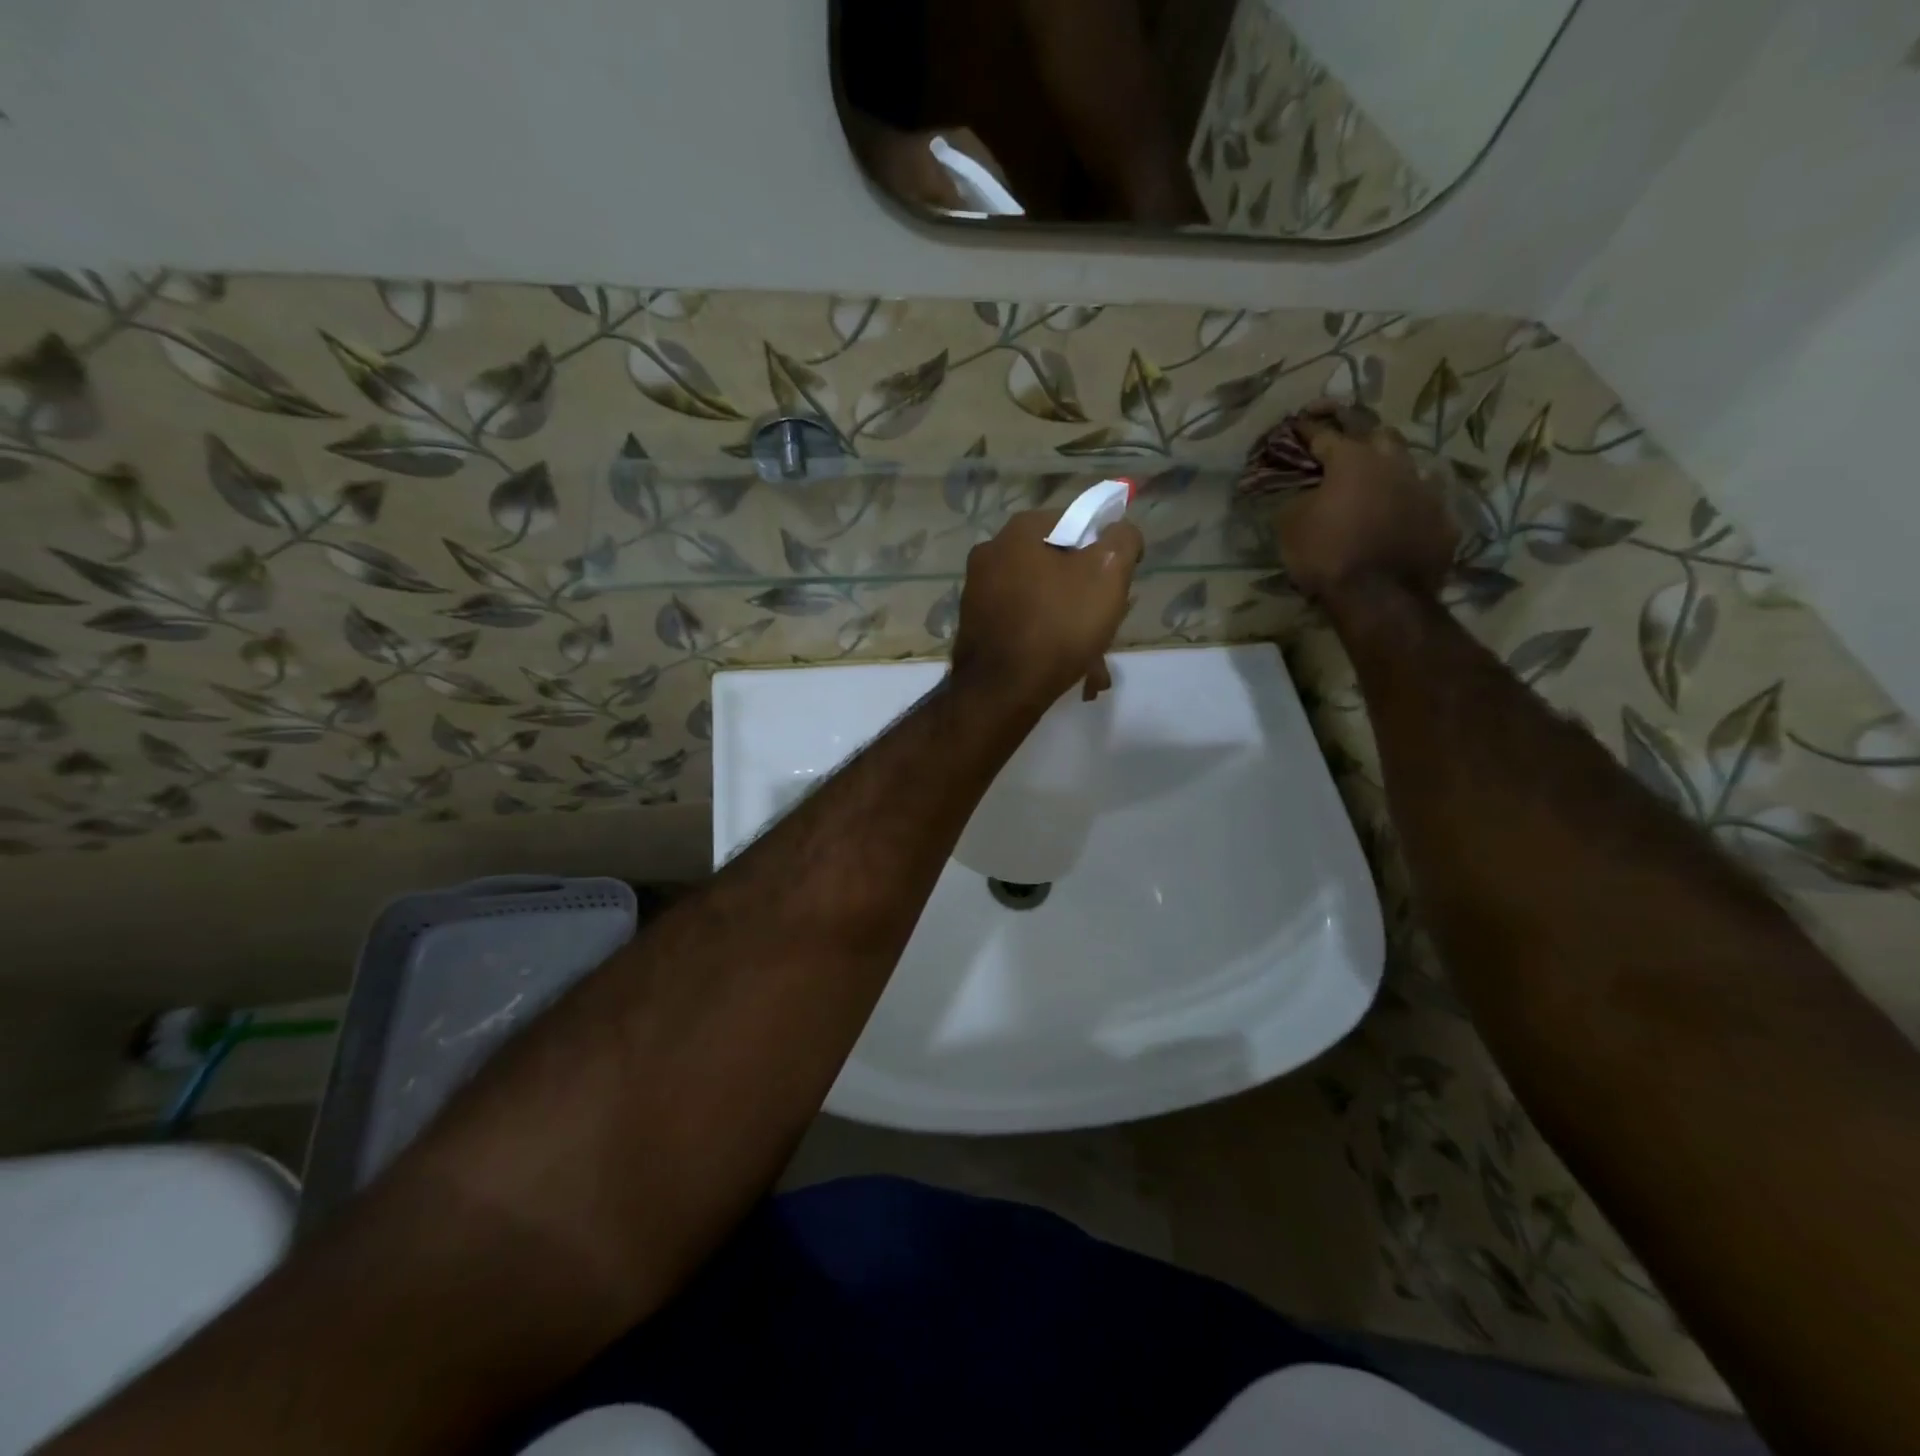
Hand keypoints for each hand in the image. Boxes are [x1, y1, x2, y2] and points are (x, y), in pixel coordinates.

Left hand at [951, 507, 1143, 708]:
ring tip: (1093, 658)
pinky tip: (1067, 667)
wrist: (1002, 691)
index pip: (1075, 522)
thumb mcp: (1107, 574)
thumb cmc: (1058, 625)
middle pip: (1056, 564)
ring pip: (1041, 598)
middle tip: (1106, 621)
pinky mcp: (974, 626)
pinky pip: (1022, 623)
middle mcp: (990, 553)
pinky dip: (1045, 639)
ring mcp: (977, 591)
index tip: (1116, 581)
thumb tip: (1120, 532)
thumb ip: (1122, 540)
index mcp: (1019, 531)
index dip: (1103, 549)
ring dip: (1069, 623)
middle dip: (1085, 593)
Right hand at [1278, 403, 1458, 601]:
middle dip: (1358, 434)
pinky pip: (1422, 503)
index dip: (1308, 429)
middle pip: (1378, 434)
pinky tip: (1397, 517)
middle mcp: (1394, 464)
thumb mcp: (1290, 526)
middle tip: (1344, 443)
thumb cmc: (1326, 555)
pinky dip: (1406, 505)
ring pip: (1406, 465)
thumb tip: (1305, 494)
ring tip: (1374, 479)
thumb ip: (1298, 500)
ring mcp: (1425, 490)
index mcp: (1353, 459)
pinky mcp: (1443, 519)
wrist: (1380, 597)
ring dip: (1387, 468)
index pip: (1325, 434)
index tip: (1297, 424)